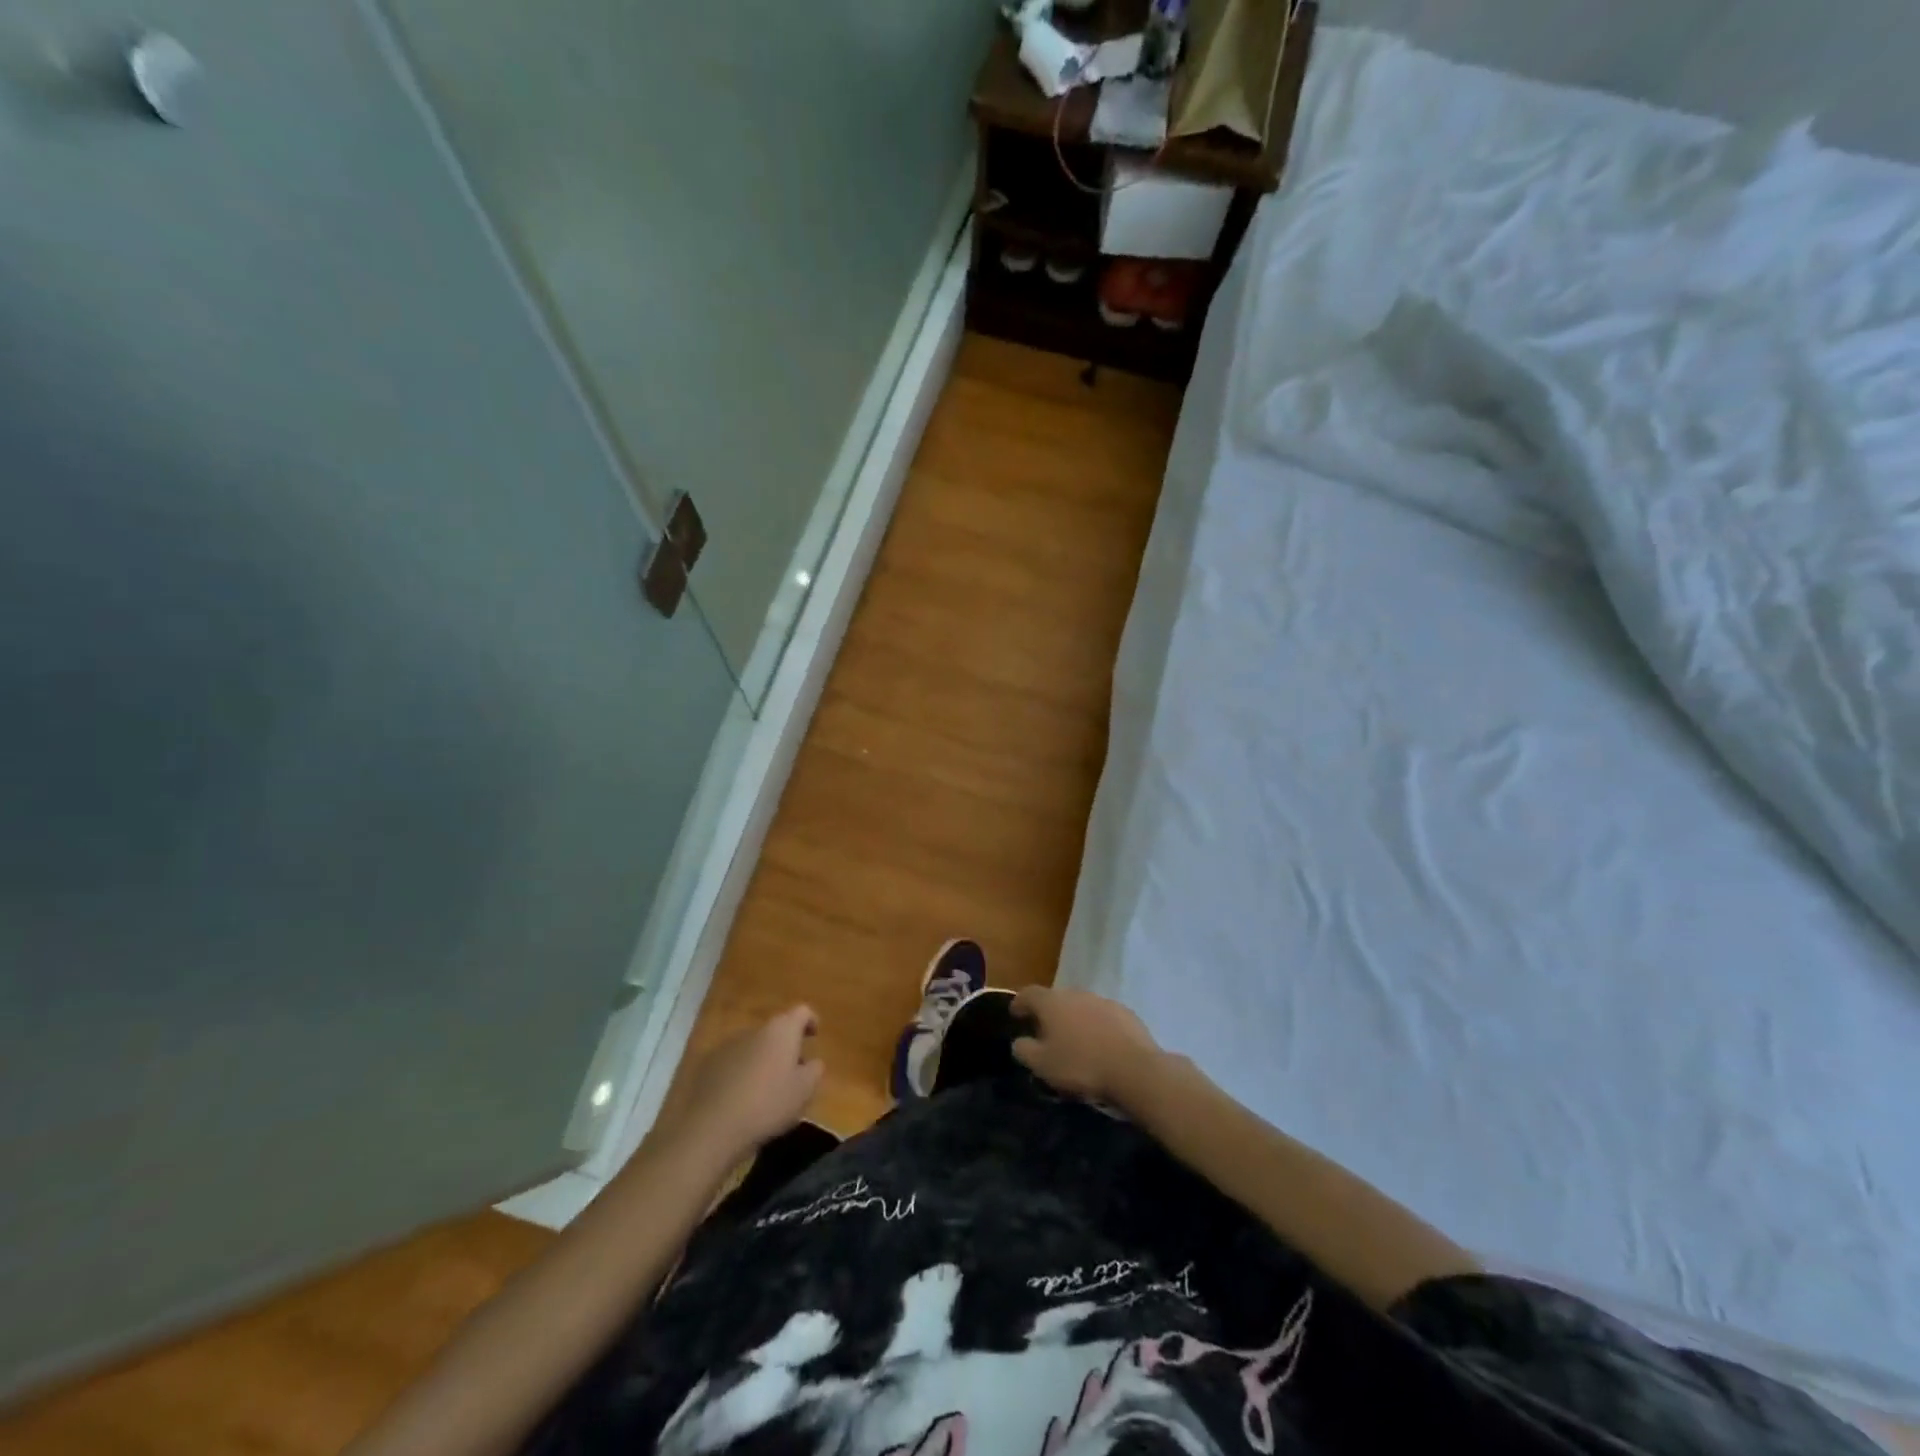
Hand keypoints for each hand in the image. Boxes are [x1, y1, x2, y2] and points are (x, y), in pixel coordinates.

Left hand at [667, 1006, 823, 1157]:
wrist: (711, 1128)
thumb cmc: (767, 1105)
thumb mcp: (804, 1091)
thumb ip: (815, 1070)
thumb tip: (812, 1062)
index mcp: (781, 1030)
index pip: (802, 1011)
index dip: (811, 1021)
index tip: (814, 1037)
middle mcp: (754, 1030)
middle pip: (776, 1031)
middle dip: (785, 1048)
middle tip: (792, 1073)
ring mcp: (727, 1045)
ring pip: (753, 1047)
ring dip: (762, 1060)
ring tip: (765, 1090)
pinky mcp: (707, 1065)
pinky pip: (732, 1062)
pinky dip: (741, 1073)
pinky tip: (741, 1099)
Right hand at [1010, 985, 1160, 1105]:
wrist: (1134, 1070)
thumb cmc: (1080, 1066)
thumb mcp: (1042, 1065)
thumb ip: (1024, 1050)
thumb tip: (1019, 1041)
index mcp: (1052, 1002)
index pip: (1029, 993)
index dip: (1019, 1003)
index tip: (1015, 1014)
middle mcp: (1076, 993)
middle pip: (1056, 998)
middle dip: (1049, 1013)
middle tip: (1045, 1032)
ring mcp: (1103, 1001)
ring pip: (1081, 1006)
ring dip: (1074, 1019)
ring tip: (1074, 1040)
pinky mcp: (1125, 1013)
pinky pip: (1103, 1016)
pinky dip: (1096, 1026)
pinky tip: (1100, 1045)